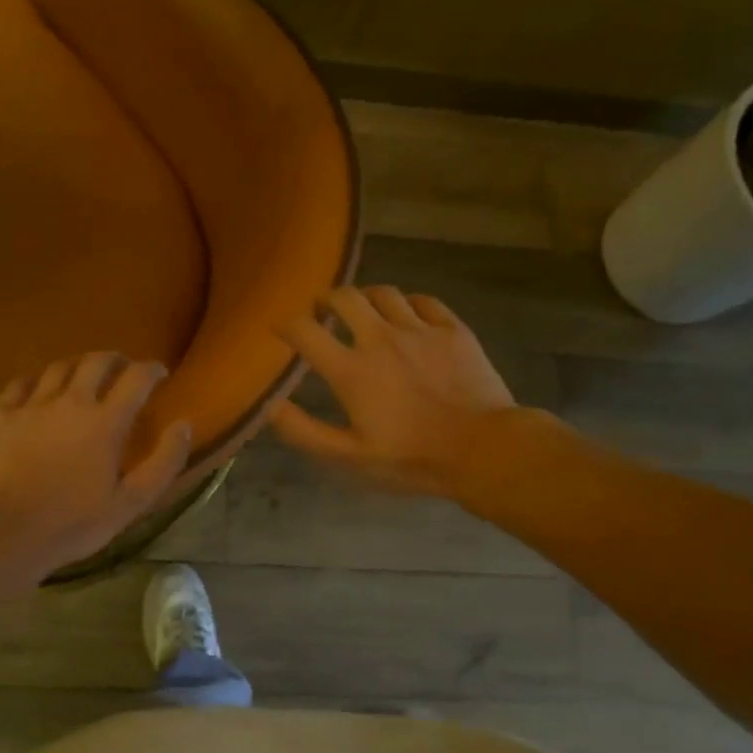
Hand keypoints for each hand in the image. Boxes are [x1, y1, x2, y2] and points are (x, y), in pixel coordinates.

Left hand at [0, 352, 192, 577]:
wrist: (7, 532)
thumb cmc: (75, 522)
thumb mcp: (133, 502)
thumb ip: (164, 461)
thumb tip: (184, 425)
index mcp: (106, 421)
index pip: (137, 378)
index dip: (152, 369)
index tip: (160, 373)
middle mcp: (71, 402)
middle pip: (97, 361)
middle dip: (116, 360)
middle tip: (124, 370)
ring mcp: (32, 405)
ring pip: (59, 367)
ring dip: (79, 366)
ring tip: (85, 377)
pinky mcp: (2, 416)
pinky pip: (21, 383)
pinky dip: (38, 380)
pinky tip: (41, 390)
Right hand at [272, 286, 517, 498]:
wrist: (483, 449)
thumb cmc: (412, 459)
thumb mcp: (349, 458)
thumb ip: (304, 431)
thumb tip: (269, 405)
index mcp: (352, 370)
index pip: (305, 331)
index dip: (285, 324)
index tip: (280, 329)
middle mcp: (381, 338)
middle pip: (345, 297)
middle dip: (326, 300)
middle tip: (322, 312)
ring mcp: (421, 330)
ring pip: (384, 293)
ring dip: (365, 298)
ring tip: (363, 311)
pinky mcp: (453, 330)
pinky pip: (424, 302)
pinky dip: (407, 304)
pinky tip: (407, 316)